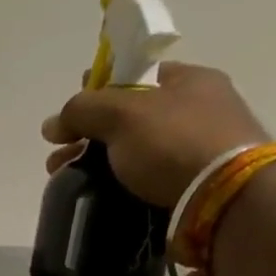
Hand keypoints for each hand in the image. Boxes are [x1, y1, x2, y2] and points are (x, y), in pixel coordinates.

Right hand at [40, 63, 271, 208]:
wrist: (223, 199)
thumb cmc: (174, 142)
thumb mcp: (123, 113)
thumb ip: (84, 110)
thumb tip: (52, 123)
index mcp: (188, 80)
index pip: (134, 76)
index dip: (97, 92)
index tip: (68, 118)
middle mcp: (198, 110)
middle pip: (130, 119)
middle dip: (89, 137)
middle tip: (59, 160)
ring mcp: (198, 151)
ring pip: (135, 153)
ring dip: (99, 166)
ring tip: (69, 184)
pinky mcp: (194, 188)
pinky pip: (147, 181)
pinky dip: (120, 187)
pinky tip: (100, 198)